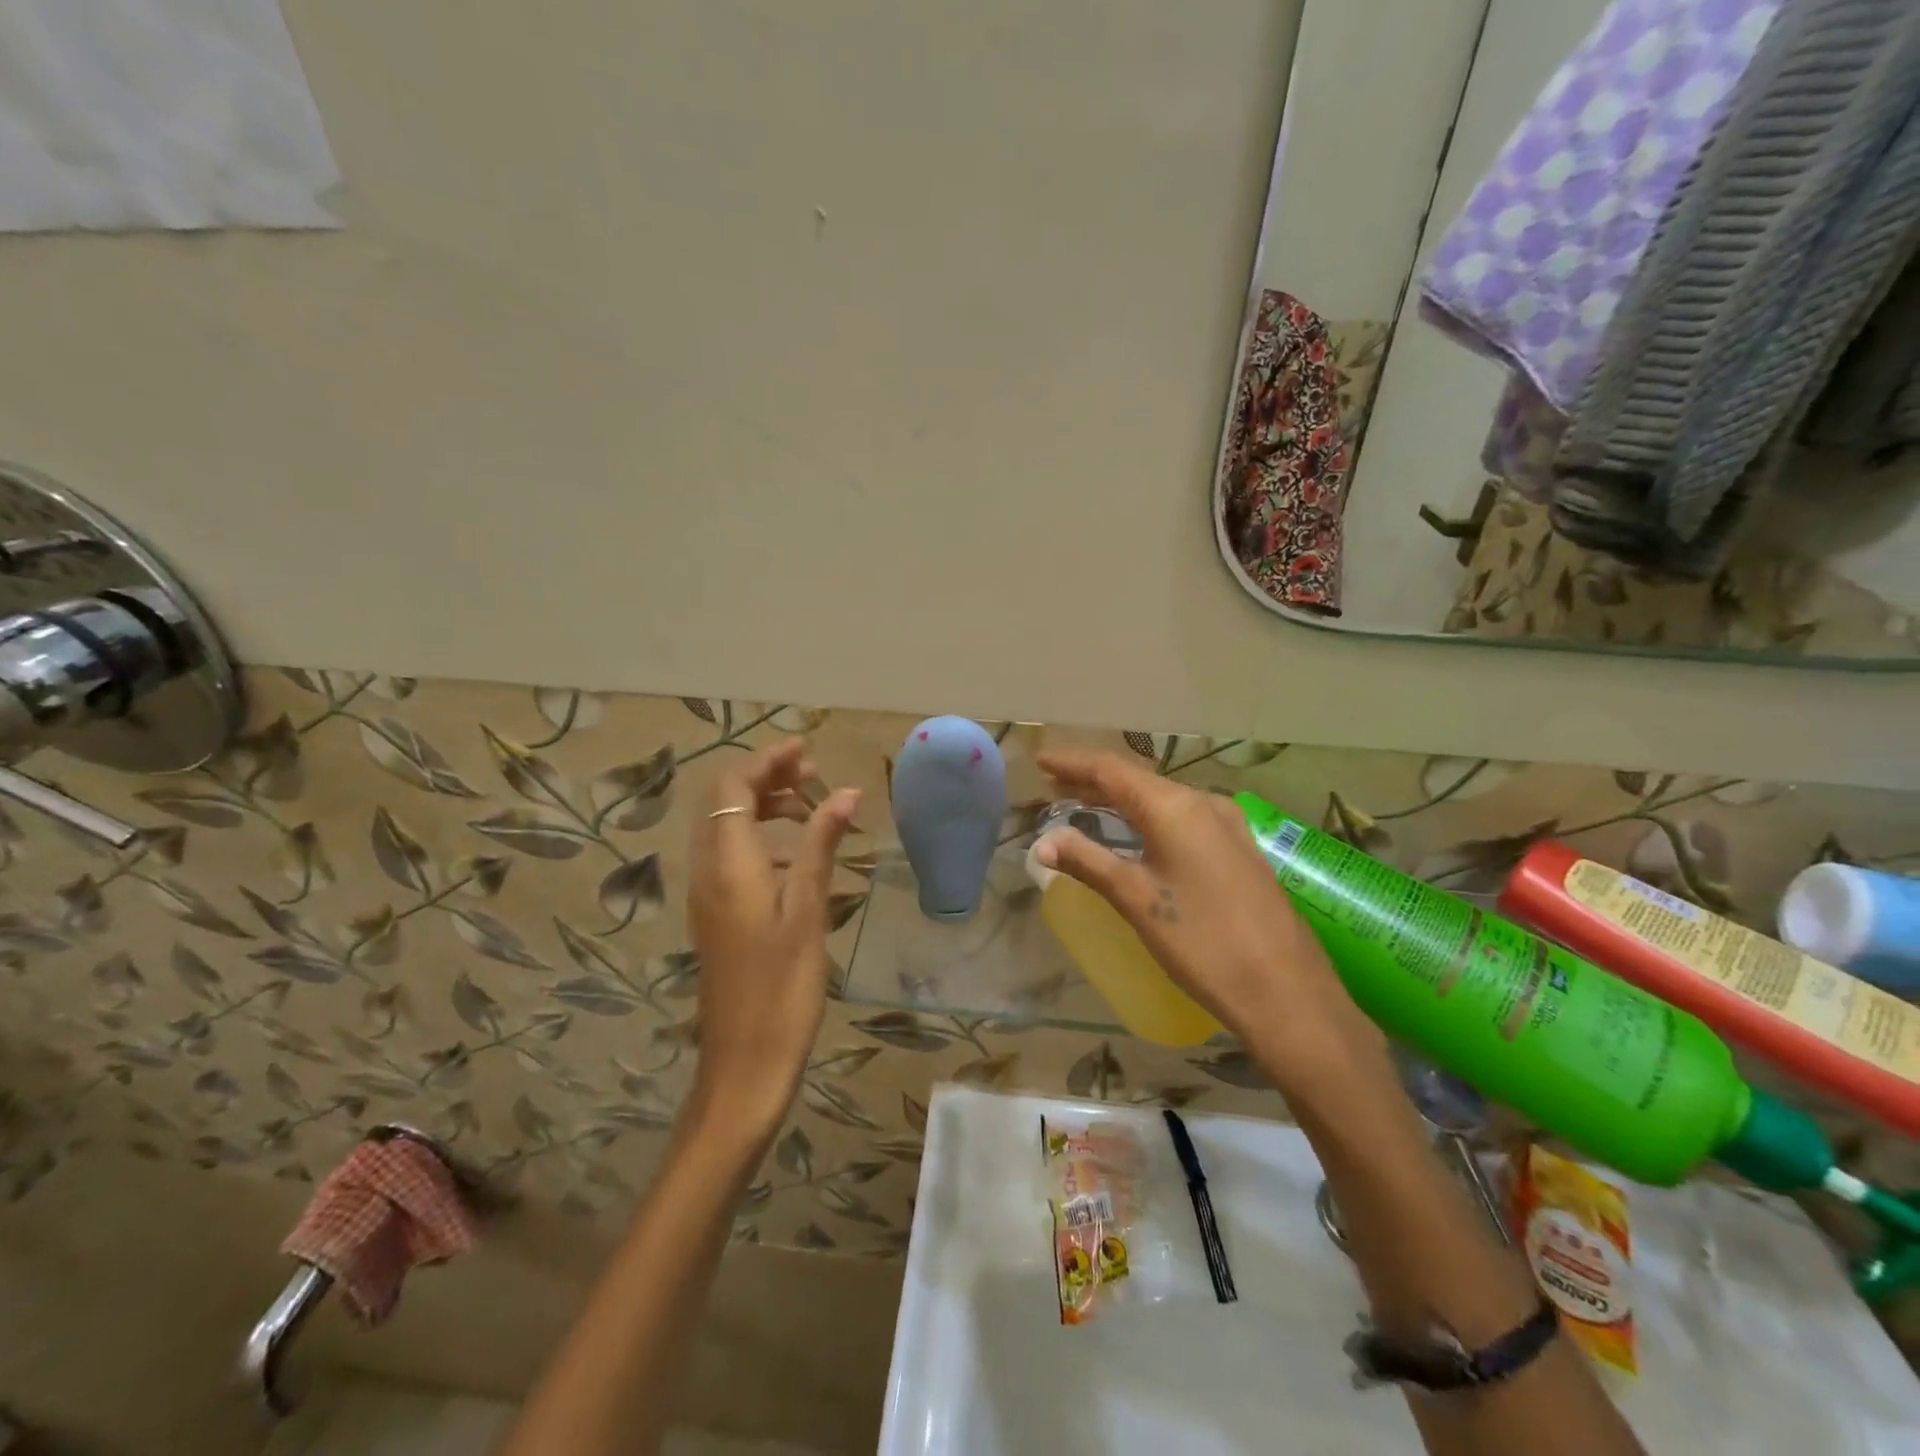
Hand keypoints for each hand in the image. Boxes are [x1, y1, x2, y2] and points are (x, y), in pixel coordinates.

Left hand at [686, 739, 860, 1143]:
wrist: (744, 1063)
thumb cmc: (783, 987)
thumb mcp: (809, 910)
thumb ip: (821, 845)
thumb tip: (845, 792)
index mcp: (728, 864)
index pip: (733, 787)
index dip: (767, 761)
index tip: (806, 751)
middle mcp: (708, 871)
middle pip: (723, 801)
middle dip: (765, 778)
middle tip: (812, 775)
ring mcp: (708, 895)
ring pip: (726, 828)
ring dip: (762, 806)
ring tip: (810, 808)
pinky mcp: (716, 915)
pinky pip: (731, 856)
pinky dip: (760, 838)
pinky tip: (797, 856)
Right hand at [1035, 751, 1383, 1093]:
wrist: (1286, 992)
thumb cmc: (1202, 942)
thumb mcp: (1137, 900)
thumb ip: (1088, 862)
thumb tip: (1042, 842)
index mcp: (1175, 807)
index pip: (1112, 770)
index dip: (1073, 764)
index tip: (1041, 762)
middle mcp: (1204, 804)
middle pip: (1138, 780)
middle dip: (1093, 781)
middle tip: (1054, 787)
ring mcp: (1228, 825)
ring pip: (1162, 799)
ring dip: (1122, 800)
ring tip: (1086, 805)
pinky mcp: (1240, 849)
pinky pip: (1183, 818)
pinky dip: (1149, 817)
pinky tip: (1139, 834)